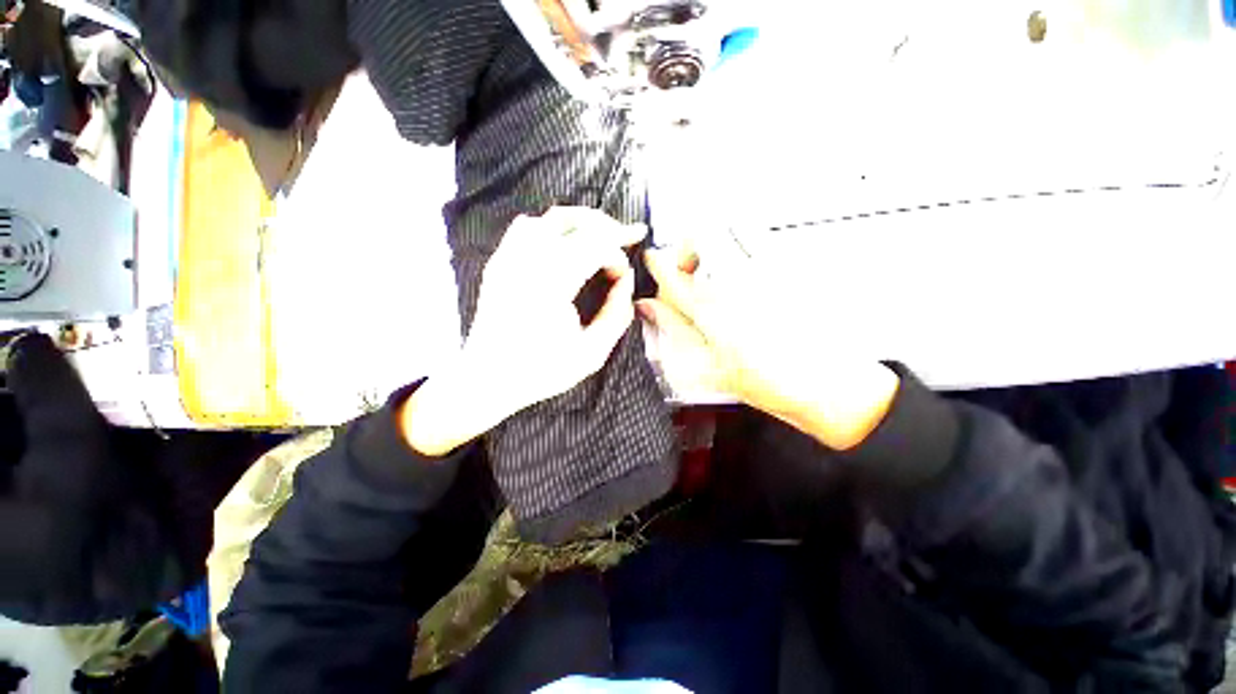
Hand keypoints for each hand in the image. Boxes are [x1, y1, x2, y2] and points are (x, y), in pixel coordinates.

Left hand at [402, 207, 646, 456]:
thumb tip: (627, 281)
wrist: (487, 378)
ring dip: (583, 221)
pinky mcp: (499, 261)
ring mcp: (509, 257)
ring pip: (551, 218)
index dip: (618, 254)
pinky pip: (528, 227)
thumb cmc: (540, 370)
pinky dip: (553, 226)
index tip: (626, 275)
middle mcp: (527, 261)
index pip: (595, 247)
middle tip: (629, 236)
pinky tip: (565, 241)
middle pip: (576, 222)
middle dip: (609, 227)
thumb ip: (616, 314)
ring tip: (603, 233)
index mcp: (551, 284)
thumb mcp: (591, 353)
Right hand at [639, 245, 898, 450]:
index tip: (654, 261)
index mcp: (713, 311)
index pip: (672, 274)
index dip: (657, 264)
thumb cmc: (773, 384)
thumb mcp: (710, 367)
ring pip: (731, 227)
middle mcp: (739, 283)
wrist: (829, 386)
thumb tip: (651, 309)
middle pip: (701, 234)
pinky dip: (745, 239)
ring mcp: (769, 271)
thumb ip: (675, 330)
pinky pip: (763, 235)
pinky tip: (746, 266)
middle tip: (689, 266)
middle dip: (687, 245)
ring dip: (715, 238)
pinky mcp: (794, 268)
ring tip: (718, 262)